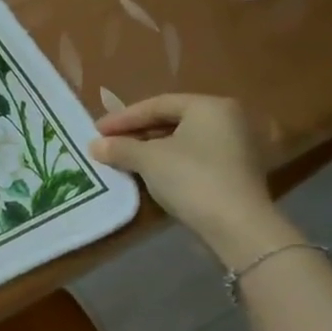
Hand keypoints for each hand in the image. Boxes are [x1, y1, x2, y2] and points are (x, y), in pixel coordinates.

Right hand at [88, 94, 295, 265]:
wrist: (236, 226)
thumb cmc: (191, 178)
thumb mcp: (148, 159)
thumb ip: (120, 148)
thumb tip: (94, 146)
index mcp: (209, 106)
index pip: (158, 104)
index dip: (123, 117)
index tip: (96, 130)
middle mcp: (227, 119)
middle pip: (171, 120)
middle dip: (136, 132)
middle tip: (108, 142)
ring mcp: (234, 147)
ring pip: (181, 141)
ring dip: (150, 148)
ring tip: (123, 158)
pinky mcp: (234, 172)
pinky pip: (193, 158)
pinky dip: (168, 162)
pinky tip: (148, 173)